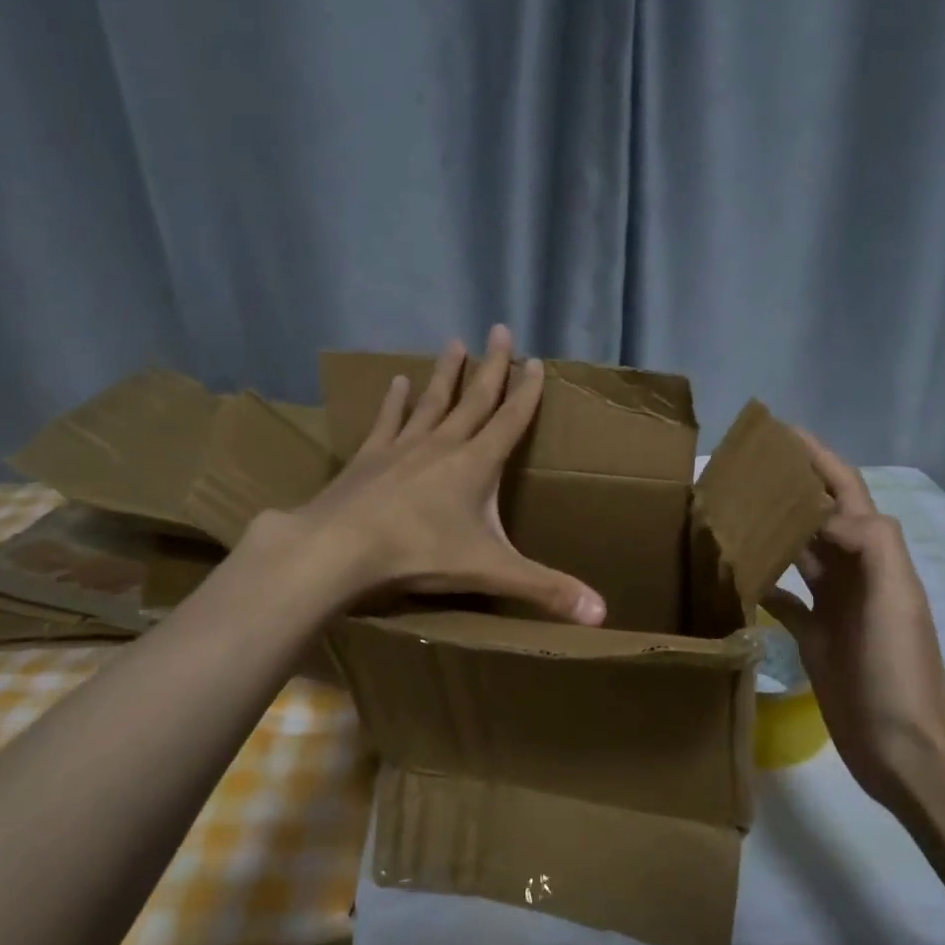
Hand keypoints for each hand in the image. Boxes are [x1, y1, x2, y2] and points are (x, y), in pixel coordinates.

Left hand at [253, 325, 607, 625]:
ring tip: (455, 343)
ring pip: (432, 401)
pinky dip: (394, 400)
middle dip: (491, 366)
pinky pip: (388, 420)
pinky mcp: (369, 457)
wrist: (341, 547)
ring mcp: (403, 447)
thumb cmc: (420, 555)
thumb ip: (546, 589)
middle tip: (499, 329)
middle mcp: (443, 444)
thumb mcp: (491, 571)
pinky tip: (396, 380)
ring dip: (446, 374)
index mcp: (476, 465)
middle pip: (474, 399)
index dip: (526, 392)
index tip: (535, 361)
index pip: (510, 420)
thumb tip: (603, 615)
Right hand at [761, 432, 944, 807]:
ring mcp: (833, 605)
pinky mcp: (814, 636)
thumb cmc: (898, 668)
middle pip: (817, 515)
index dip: (817, 457)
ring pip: (798, 552)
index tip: (779, 432)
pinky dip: (761, 582)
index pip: (845, 490)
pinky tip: (734, 576)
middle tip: (739, 470)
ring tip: (728, 512)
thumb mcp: (895, 596)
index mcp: (875, 554)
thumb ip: (869, 541)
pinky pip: (783, 598)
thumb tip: (821, 515)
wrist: (901, 746)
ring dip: (771, 530)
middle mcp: (854, 571)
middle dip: (787, 487)